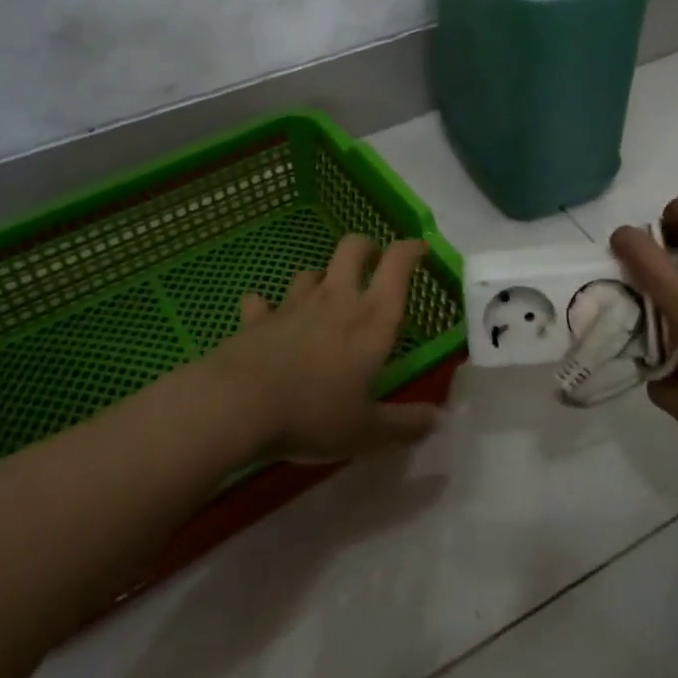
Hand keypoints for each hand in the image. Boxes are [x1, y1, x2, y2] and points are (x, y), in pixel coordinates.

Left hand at [210, 235, 442, 460]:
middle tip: (373, 262)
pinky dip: (266, 307)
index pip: (397, 265)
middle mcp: (335, 300)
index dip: (411, 249)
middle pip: (352, 249)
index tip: (420, 249)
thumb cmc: (314, 414)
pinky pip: (262, 303)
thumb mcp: (367, 431)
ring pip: (310, 272)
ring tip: (325, 297)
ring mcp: (293, 305)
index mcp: (372, 320)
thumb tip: (438, 419)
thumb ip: (404, 424)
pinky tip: (266, 318)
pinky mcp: (257, 318)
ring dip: (321, 278)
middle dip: (366, 247)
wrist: (239, 405)